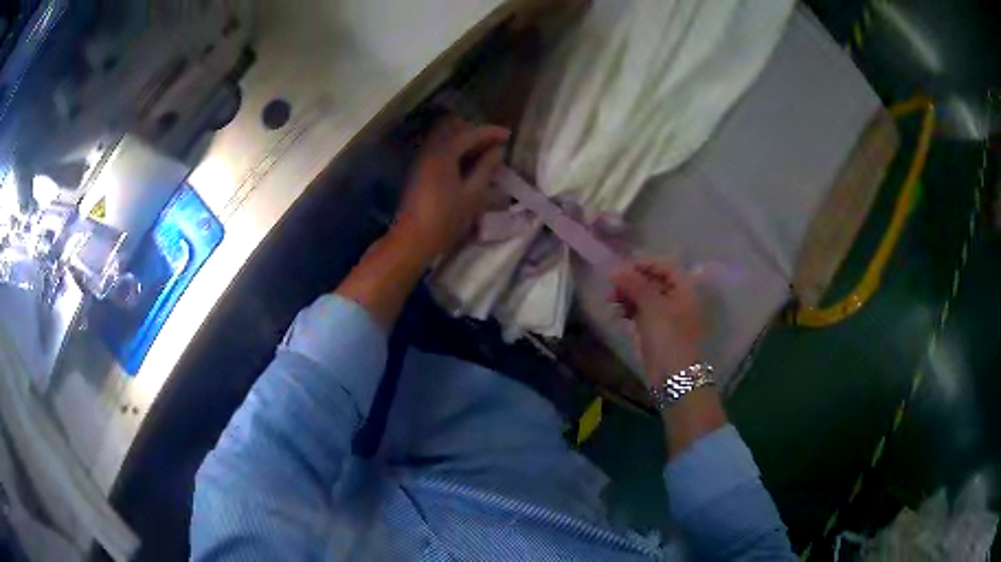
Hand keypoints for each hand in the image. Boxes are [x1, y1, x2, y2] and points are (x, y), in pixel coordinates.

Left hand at [393, 115, 509, 261]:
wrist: (412, 240)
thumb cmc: (445, 219)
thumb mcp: (472, 195)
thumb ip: (486, 169)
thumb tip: (497, 151)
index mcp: (444, 154)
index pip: (470, 134)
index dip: (491, 133)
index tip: (509, 135)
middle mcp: (430, 151)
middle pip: (455, 132)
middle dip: (477, 135)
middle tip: (496, 145)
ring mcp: (422, 161)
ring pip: (447, 142)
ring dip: (466, 145)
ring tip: (485, 157)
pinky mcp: (419, 172)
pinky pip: (441, 153)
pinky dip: (456, 154)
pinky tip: (468, 167)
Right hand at [609, 259, 704, 384]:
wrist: (674, 378)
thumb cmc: (669, 337)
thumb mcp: (653, 307)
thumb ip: (635, 285)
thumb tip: (615, 268)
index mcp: (684, 290)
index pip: (665, 266)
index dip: (644, 264)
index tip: (621, 268)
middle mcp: (676, 299)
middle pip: (652, 281)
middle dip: (631, 281)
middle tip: (611, 286)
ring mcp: (664, 316)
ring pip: (643, 297)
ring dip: (627, 295)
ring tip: (610, 300)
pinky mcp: (653, 331)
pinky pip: (639, 313)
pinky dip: (628, 310)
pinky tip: (616, 312)